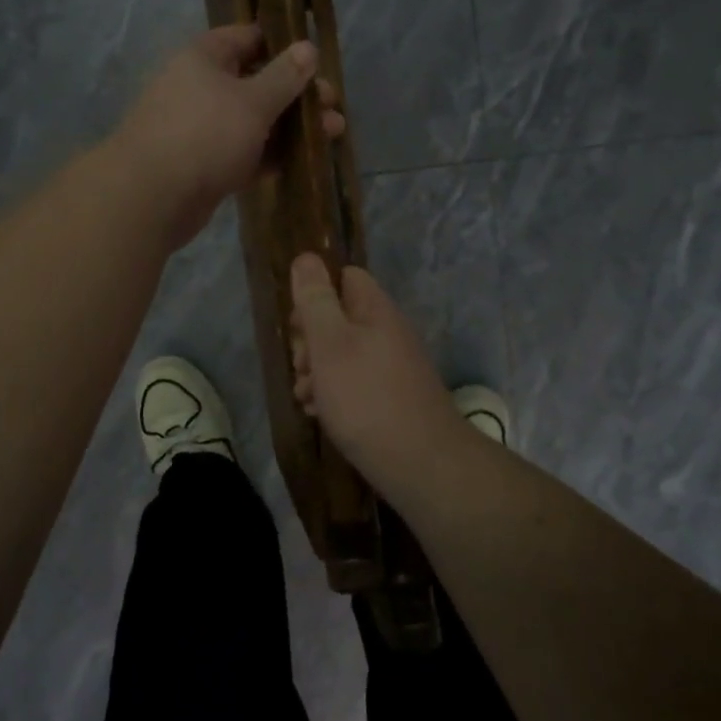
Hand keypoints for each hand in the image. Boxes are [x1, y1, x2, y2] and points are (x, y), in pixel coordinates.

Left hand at [114, 24, 343, 248]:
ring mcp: (200, 129)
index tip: (317, 62)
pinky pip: (243, 153)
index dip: (284, 46)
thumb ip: (284, 76)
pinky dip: (270, 155)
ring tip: (332, 134)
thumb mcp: (252, 101)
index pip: (248, 38)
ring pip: (253, 121)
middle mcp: (199, 88)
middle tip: (332, 106)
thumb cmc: (204, 135)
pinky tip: (303, 162)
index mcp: (204, 58)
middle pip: (255, 82)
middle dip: (297, 94)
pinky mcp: (204, 166)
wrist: (151, 197)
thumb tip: (308, 47)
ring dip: (290, 127)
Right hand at [289, 253, 466, 494]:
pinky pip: (354, 383)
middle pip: (339, 318)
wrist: (421, 463)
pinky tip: (321, 414)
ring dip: (317, 372)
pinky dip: (334, 394)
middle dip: (310, 341)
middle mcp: (387, 332)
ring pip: (342, 355)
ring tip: (306, 398)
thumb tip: (307, 257)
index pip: (344, 278)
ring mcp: (392, 366)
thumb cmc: (367, 398)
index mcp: (375, 310)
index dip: (315, 294)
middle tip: (301, 367)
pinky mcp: (391, 397)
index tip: (298, 325)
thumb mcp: (330, 344)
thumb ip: (316, 301)